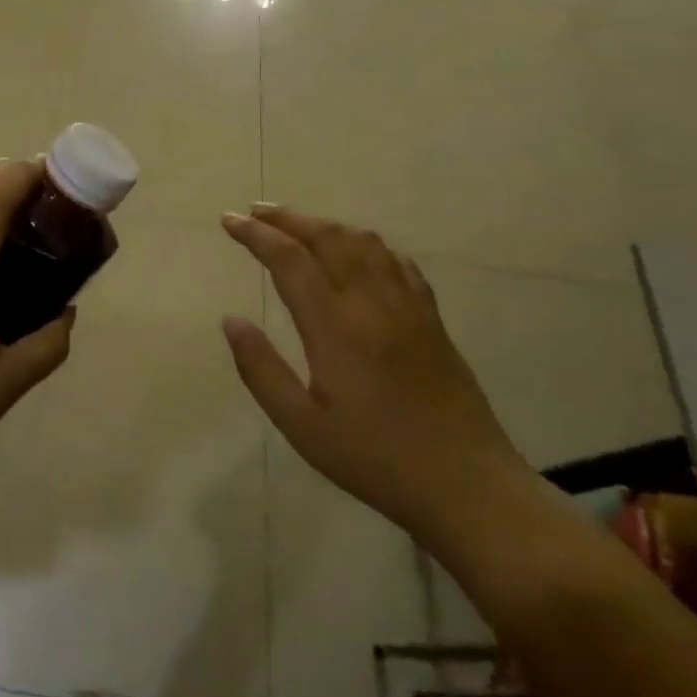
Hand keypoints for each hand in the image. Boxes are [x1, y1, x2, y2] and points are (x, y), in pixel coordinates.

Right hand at [220, 205, 528, 541]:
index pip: (290, 260)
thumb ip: (261, 369)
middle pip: (328, 238)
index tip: (229, 220)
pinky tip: (358, 251)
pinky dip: (367, 244)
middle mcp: (372, 303)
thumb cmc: (374, 459)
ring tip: (298, 225)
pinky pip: (397, 262)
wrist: (467, 485)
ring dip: (326, 225)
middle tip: (255, 211)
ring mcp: (408, 306)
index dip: (256, 235)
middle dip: (288, 218)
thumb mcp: (302, 426)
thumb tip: (230, 321)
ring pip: (364, 242)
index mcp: (336, 327)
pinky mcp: (431, 318)